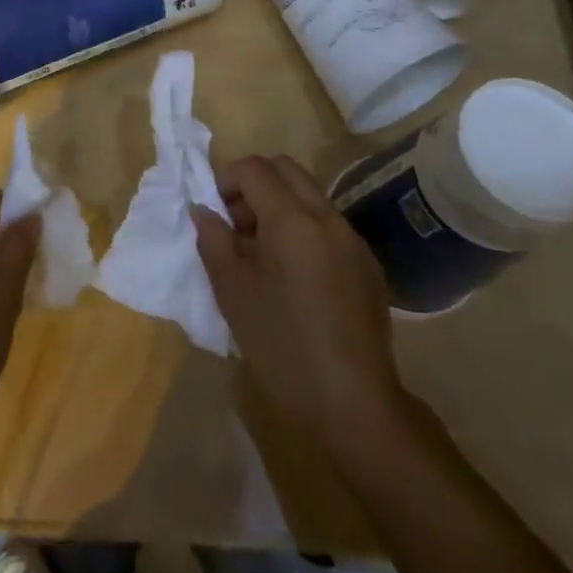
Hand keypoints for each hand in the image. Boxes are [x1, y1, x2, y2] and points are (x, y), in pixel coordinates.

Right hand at [191, 155, 422, 458]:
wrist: (354, 403)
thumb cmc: (282, 346)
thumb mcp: (233, 293)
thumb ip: (214, 241)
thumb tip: (204, 211)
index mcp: (292, 220)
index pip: (255, 169)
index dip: (227, 180)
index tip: (217, 215)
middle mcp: (327, 217)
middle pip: (286, 169)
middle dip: (255, 184)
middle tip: (237, 225)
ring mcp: (353, 239)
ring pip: (310, 195)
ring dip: (280, 205)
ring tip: (262, 253)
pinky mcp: (368, 264)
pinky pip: (329, 224)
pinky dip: (304, 228)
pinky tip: (295, 278)